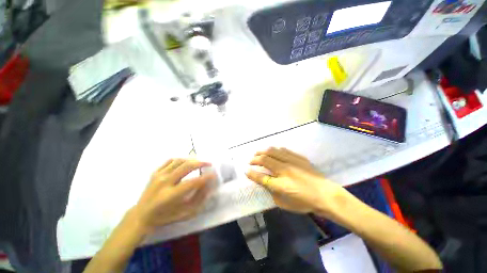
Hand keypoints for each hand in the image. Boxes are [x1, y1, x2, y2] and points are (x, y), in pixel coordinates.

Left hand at [131, 159, 214, 233]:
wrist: (141, 215)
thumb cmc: (165, 217)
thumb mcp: (184, 213)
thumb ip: (198, 198)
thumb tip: (208, 185)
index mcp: (170, 195)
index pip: (193, 182)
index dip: (205, 178)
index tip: (213, 175)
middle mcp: (164, 182)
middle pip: (186, 166)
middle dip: (201, 163)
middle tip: (209, 164)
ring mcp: (158, 175)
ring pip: (179, 161)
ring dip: (192, 160)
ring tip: (199, 162)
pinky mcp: (155, 172)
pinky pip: (170, 161)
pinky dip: (181, 159)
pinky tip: (186, 162)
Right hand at [246, 147, 345, 215]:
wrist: (326, 195)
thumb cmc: (305, 202)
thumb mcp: (285, 203)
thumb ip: (272, 192)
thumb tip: (265, 183)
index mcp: (280, 184)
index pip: (261, 177)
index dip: (251, 174)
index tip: (246, 171)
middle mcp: (284, 170)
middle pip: (265, 160)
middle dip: (254, 159)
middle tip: (250, 161)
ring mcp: (292, 161)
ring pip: (273, 151)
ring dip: (263, 151)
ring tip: (258, 153)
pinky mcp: (299, 158)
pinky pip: (284, 150)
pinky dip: (275, 150)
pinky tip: (272, 151)